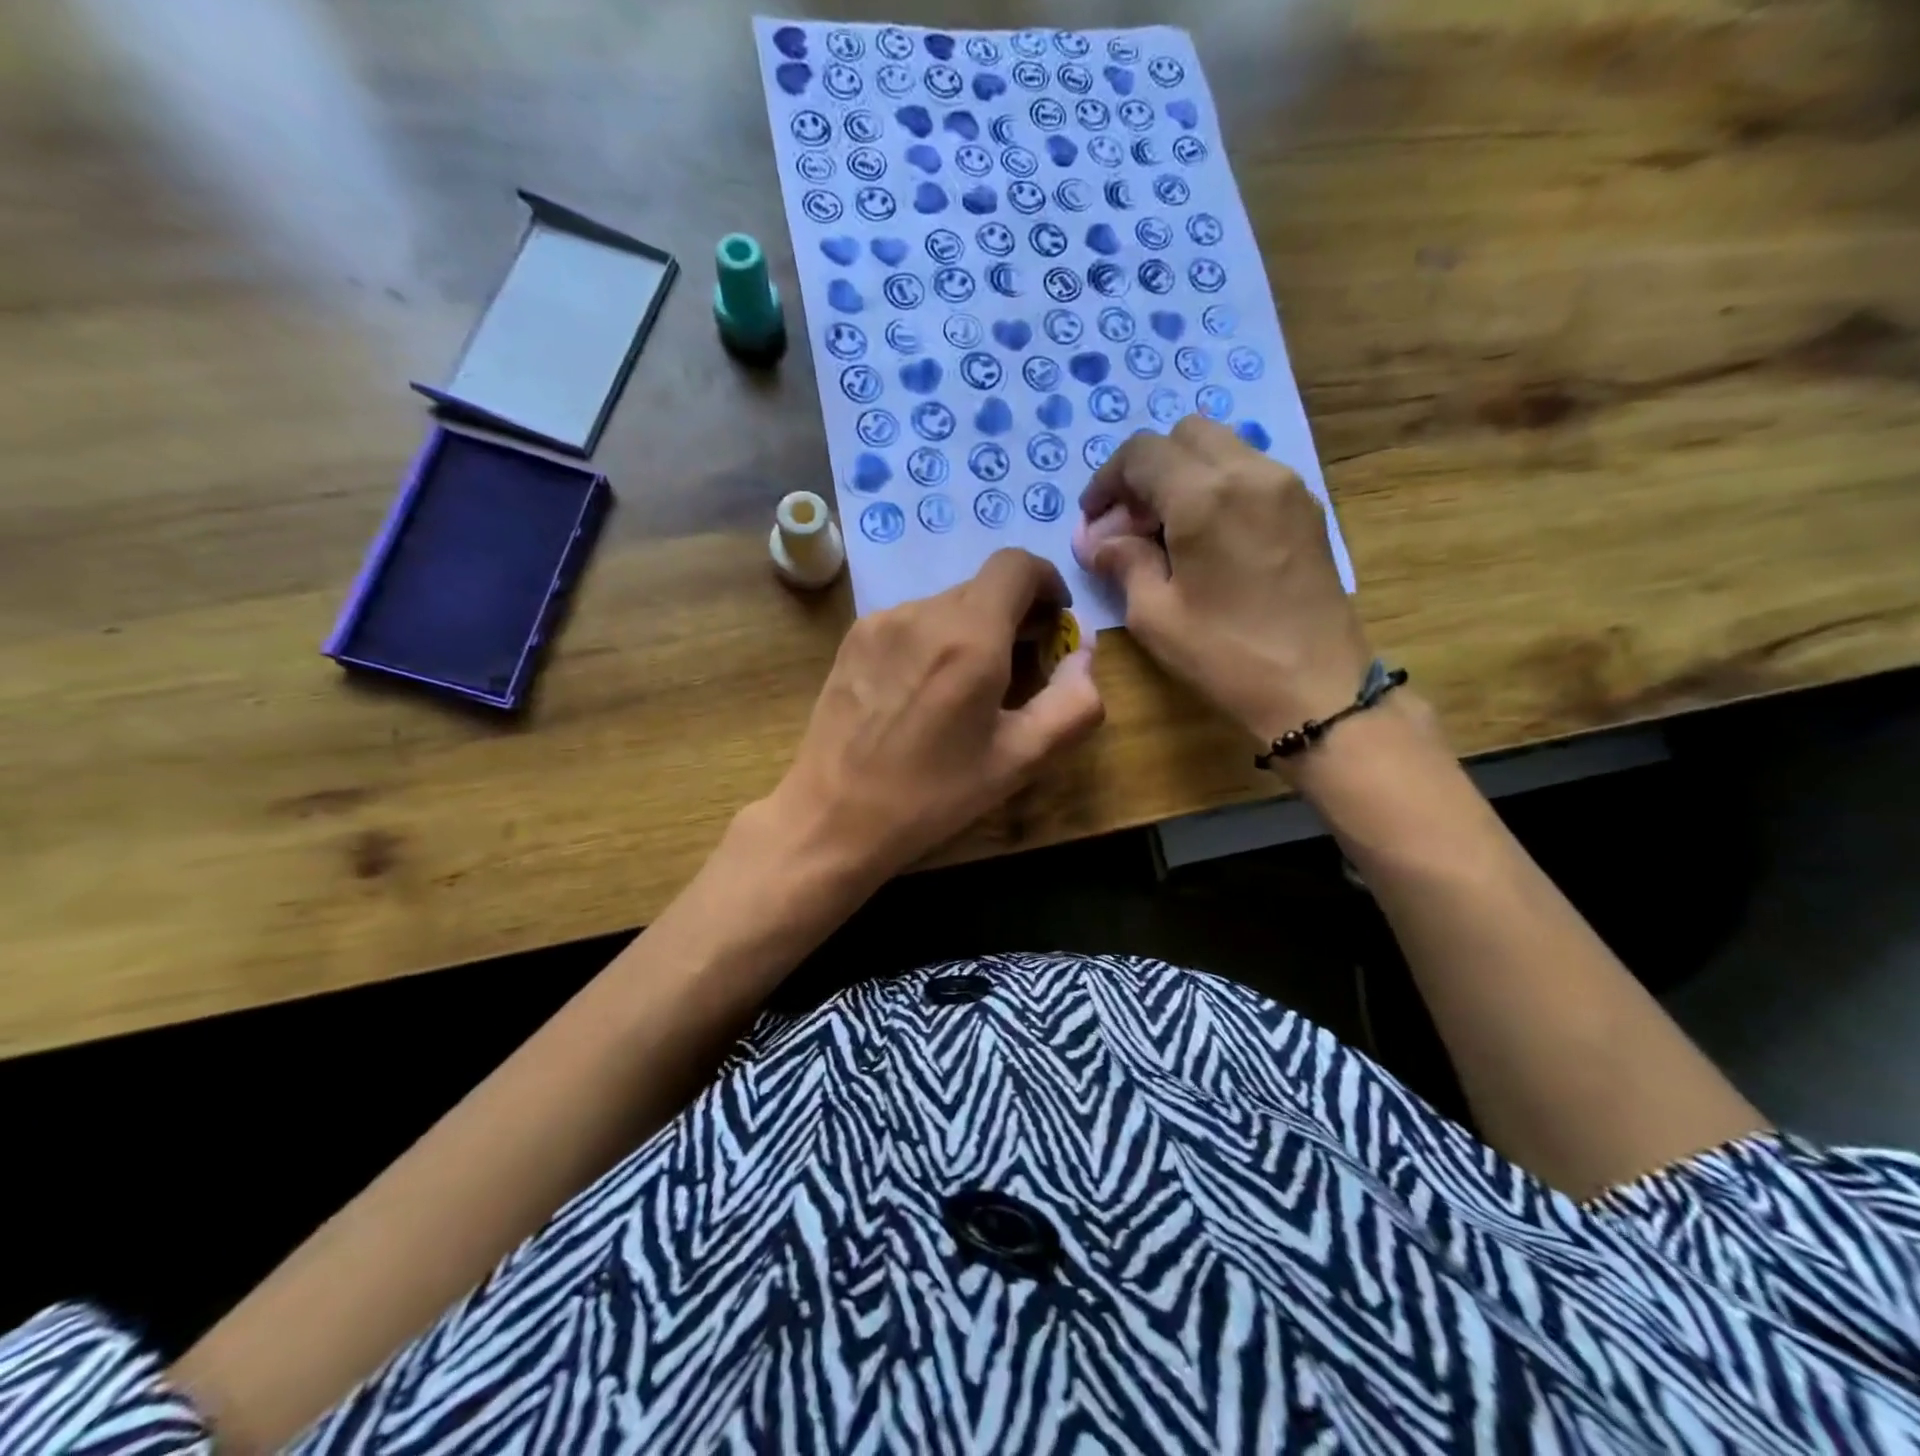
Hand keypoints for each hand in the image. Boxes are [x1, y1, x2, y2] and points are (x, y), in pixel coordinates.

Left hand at [760, 548, 1103, 886]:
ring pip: (946, 605)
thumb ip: (1072, 703)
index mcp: (970, 637)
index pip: (1017, 565)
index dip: (1047, 581)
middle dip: (1014, 614)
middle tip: (1023, 667)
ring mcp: (880, 622)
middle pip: (983, 587)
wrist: (831, 817)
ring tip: (969, 688)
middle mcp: (922, 613)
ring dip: (974, 629)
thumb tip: (1084, 653)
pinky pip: (911, 622)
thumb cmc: (931, 796)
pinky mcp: (852, 639)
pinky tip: (924, 692)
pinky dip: (935, 640)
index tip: (1054, 622)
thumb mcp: (1018, 760)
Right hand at [1077, 416, 1372, 747]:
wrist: (1317, 687)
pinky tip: (1206, 538)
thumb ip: (1123, 562)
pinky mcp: (1306, 507)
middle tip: (1130, 522)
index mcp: (1204, 496)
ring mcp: (1286, 486)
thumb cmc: (1226, 655)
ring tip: (1166, 531)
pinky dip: (1217, 487)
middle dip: (1147, 470)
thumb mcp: (1155, 614)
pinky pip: (1251, 472)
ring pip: (1222, 448)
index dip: (1107, 480)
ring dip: (1183, 475)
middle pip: (1184, 436)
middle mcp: (1250, 473)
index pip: (1142, 453)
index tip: (1095, 520)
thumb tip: (1099, 542)